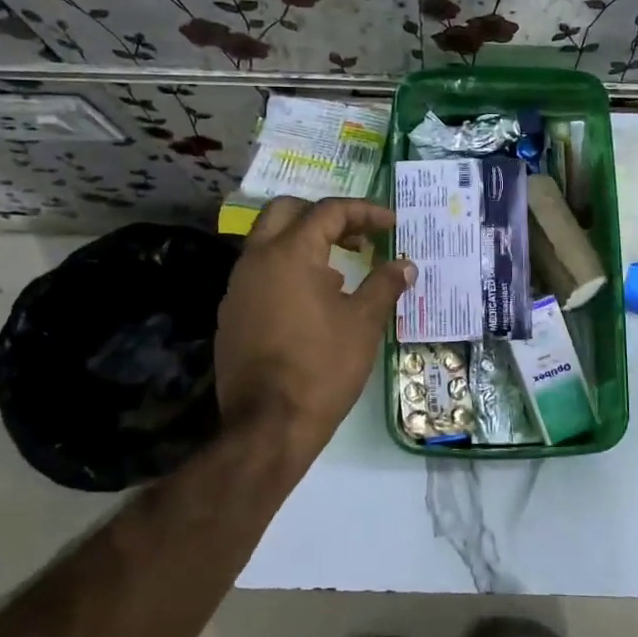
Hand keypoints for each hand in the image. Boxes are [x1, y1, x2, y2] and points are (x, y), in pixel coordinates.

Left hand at [215, 196, 413, 463]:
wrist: (268, 425)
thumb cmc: (322, 366)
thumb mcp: (364, 322)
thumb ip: (385, 284)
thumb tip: (405, 265)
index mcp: (290, 253)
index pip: (328, 211)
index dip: (364, 212)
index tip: (391, 224)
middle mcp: (256, 260)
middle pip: (286, 212)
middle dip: (324, 216)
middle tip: (356, 234)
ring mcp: (238, 288)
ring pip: (268, 243)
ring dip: (304, 244)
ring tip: (341, 272)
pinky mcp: (232, 315)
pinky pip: (260, 275)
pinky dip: (288, 272)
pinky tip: (314, 303)